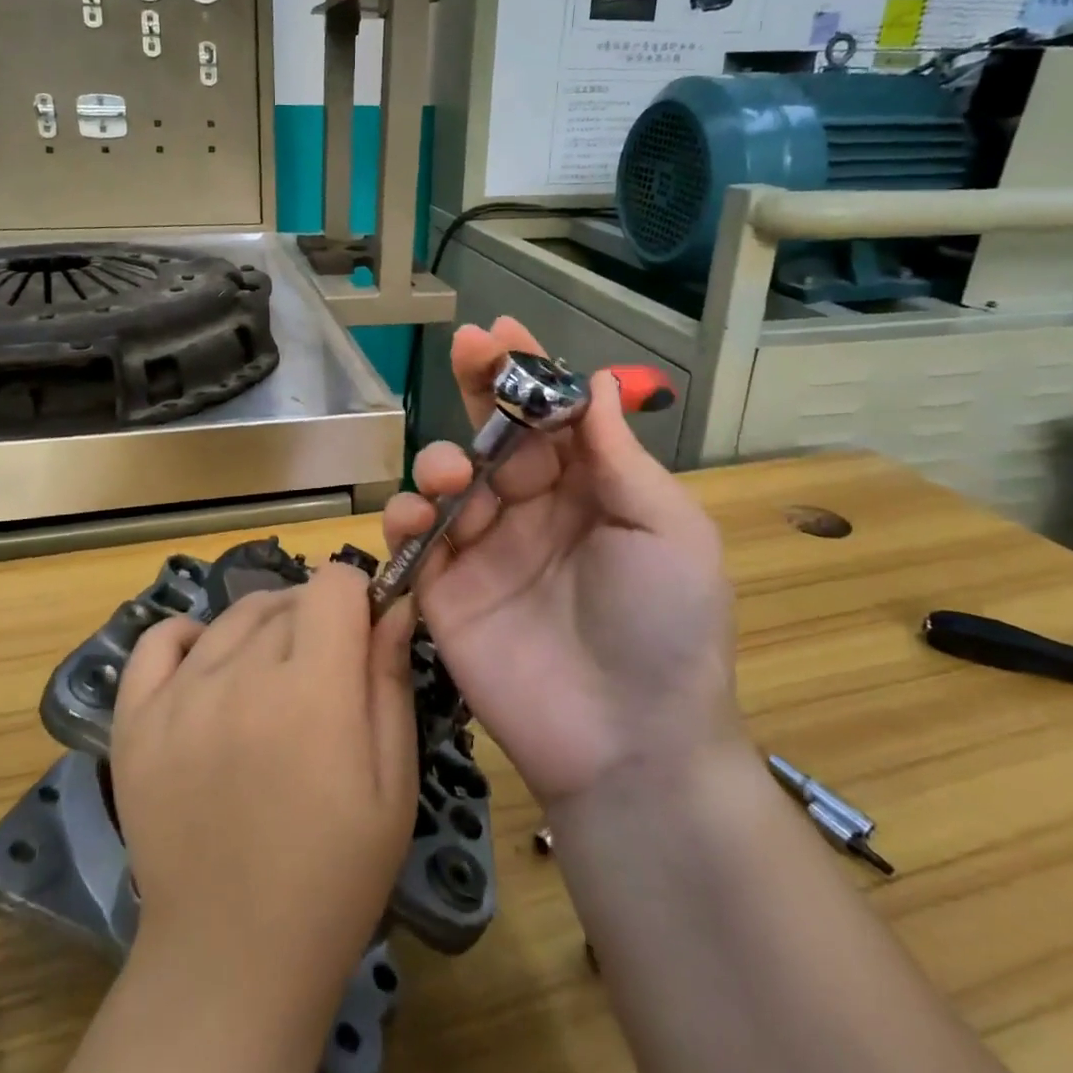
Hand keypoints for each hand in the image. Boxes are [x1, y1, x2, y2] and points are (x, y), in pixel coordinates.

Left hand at [110, 562, 418, 1021]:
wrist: (233, 961)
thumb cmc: (335, 876)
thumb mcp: (393, 783)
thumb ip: (390, 681)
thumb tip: (395, 605)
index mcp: (312, 691)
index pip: (334, 583)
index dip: (357, 598)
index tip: (363, 635)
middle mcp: (240, 676)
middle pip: (287, 599)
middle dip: (317, 619)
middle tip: (325, 676)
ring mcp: (179, 696)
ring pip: (233, 615)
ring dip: (265, 628)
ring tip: (274, 680)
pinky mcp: (134, 721)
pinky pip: (158, 640)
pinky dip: (190, 637)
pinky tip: (210, 666)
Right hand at [383, 317, 744, 808]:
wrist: (631, 742)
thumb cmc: (665, 626)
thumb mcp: (666, 528)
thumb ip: (618, 455)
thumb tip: (596, 381)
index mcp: (587, 489)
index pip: (548, 416)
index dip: (526, 371)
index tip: (501, 330)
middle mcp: (531, 509)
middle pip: (492, 433)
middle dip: (479, 386)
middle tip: (467, 349)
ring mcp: (483, 549)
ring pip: (446, 479)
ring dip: (443, 458)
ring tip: (456, 473)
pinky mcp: (445, 590)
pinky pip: (414, 539)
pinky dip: (406, 517)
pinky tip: (418, 516)